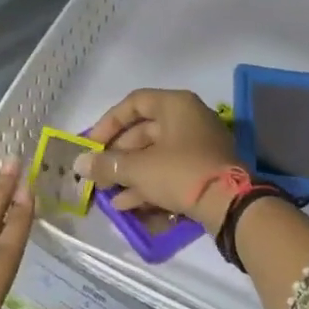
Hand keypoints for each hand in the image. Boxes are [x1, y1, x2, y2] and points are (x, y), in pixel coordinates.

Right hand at [76, 88, 241, 228]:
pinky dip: (148, 184)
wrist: (230, 204)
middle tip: (98, 173)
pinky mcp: (203, 171)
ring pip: (155, 155)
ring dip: (129, 174)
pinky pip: (169, 172)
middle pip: (143, 132)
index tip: (91, 145)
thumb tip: (79, 164)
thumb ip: (106, 164)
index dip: (108, 122)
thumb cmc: (180, 172)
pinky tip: (126, 205)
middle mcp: (189, 120)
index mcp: (176, 105)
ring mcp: (198, 146)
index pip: (134, 103)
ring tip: (107, 194)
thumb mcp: (138, 168)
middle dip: (117, 155)